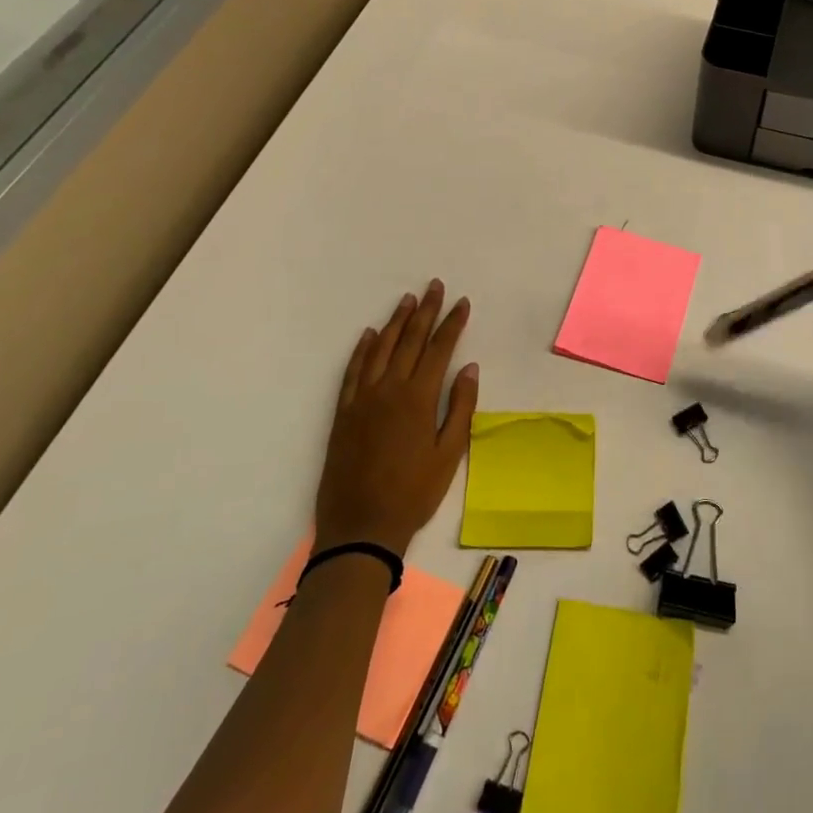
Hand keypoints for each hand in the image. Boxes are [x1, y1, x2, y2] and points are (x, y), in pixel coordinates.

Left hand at [312, 281, 478, 555]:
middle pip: (410, 340)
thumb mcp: (449, 454)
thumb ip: (460, 407)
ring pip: (380, 349)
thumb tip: (468, 367)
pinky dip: (362, 349)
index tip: (462, 302)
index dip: (453, 323)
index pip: (440, 349)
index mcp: (418, 398)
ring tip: (407, 300)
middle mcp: (389, 389)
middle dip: (426, 311)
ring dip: (396, 322)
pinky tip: (369, 335)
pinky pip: (353, 371)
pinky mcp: (343, 413)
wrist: (361, 526)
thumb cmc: (414, 493)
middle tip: (435, 286)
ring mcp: (362, 399)